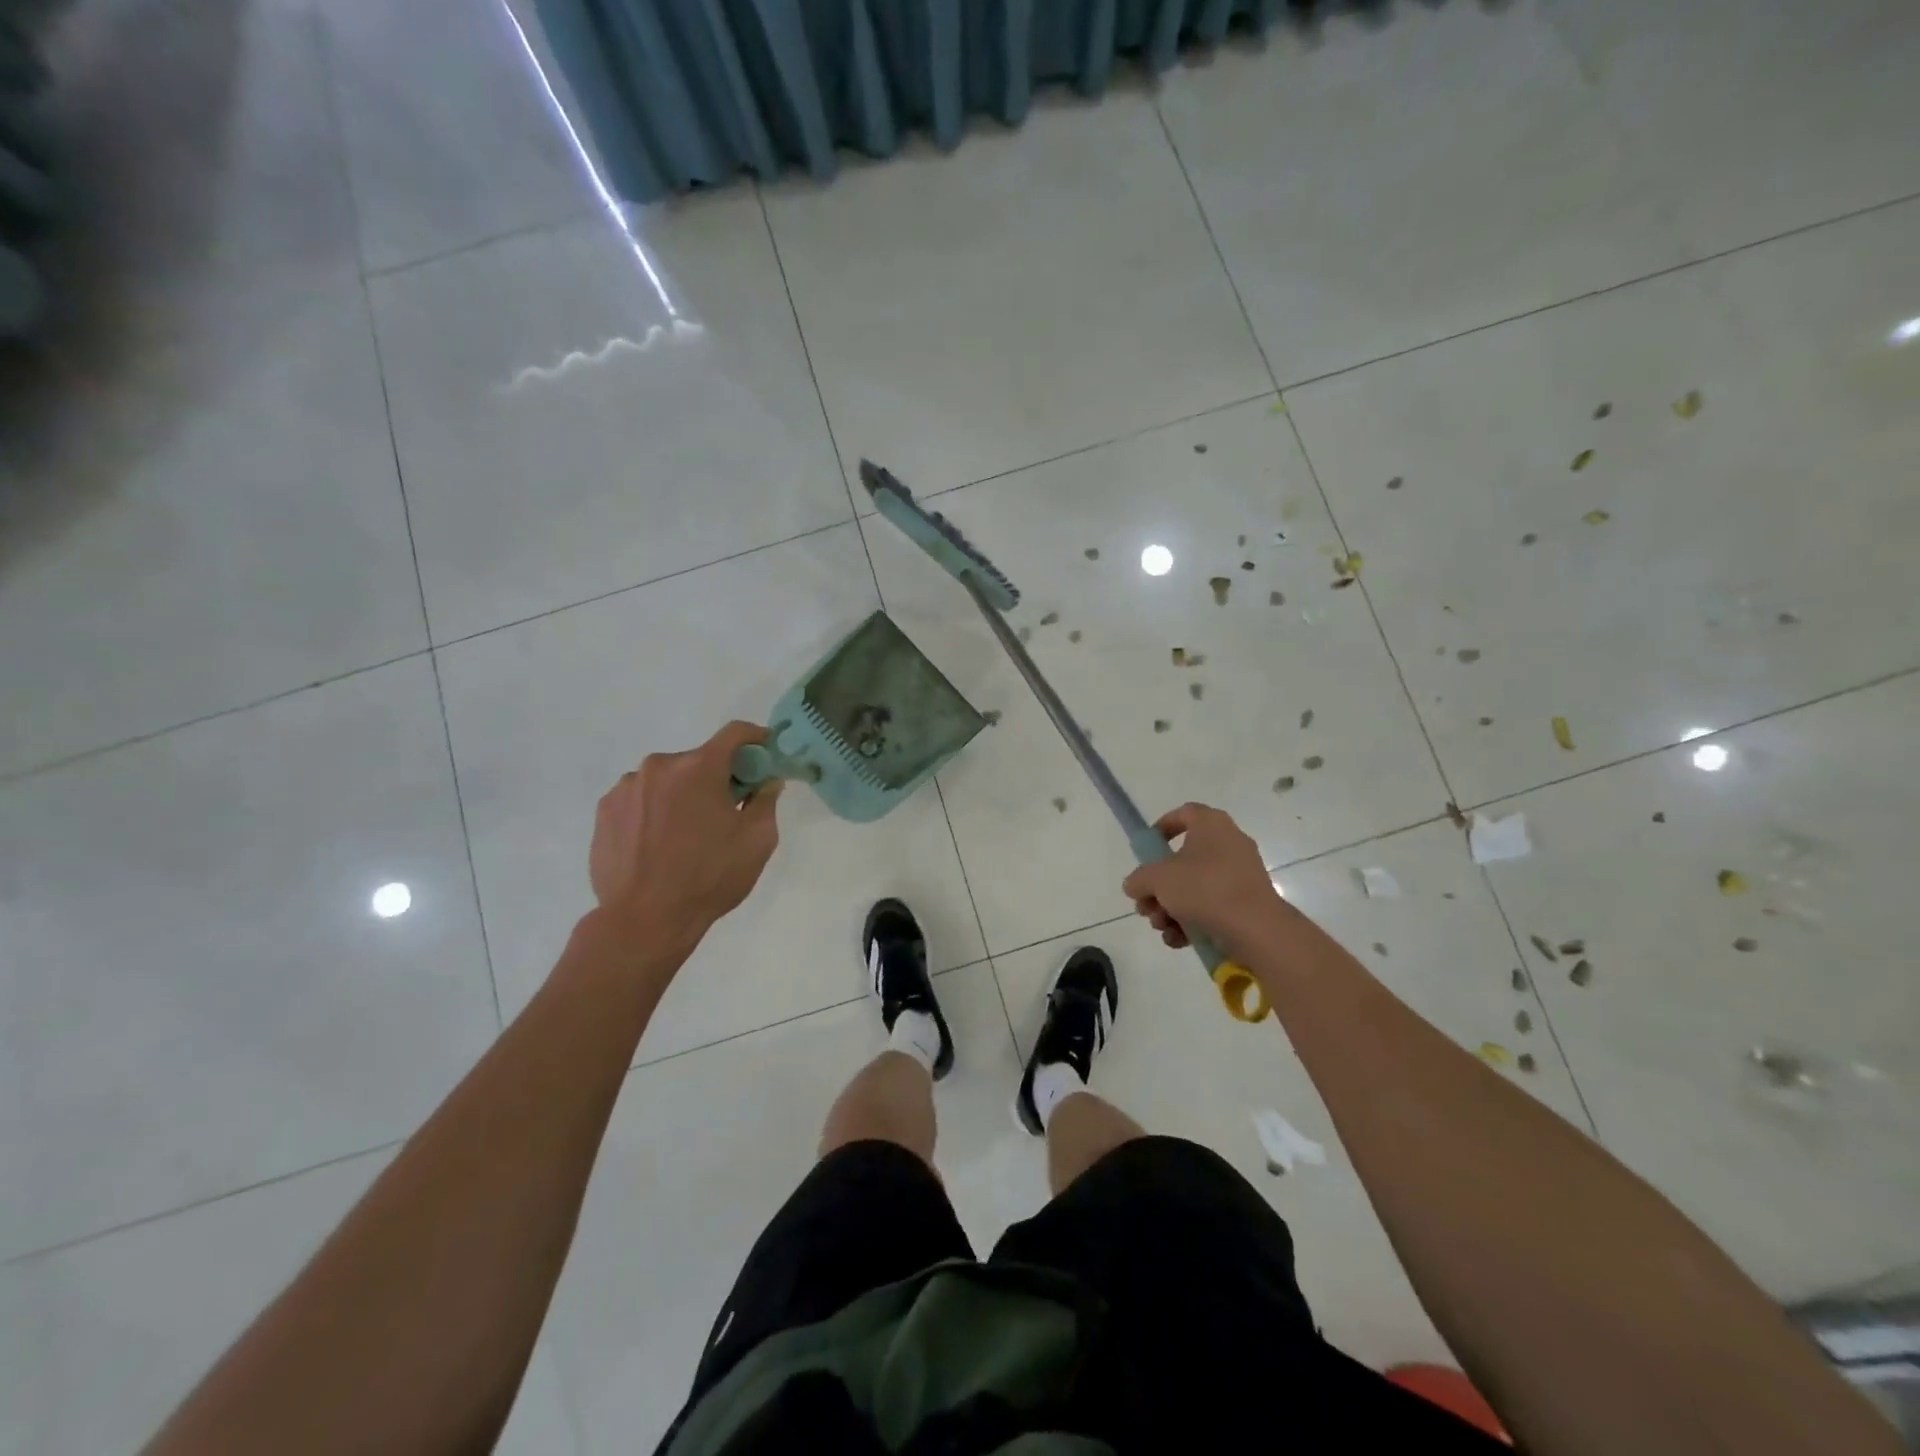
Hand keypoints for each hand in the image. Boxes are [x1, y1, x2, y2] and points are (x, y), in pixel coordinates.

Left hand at [589, 721, 782, 951]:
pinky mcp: (604, 811)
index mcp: (699, 767)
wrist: (644, 920)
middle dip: (716, 778)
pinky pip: (640, 800)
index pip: (734, 734)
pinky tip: (658, 844)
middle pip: (698, 760)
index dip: (755, 738)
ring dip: (682, 795)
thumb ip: (766, 801)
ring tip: (685, 836)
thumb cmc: (709, 877)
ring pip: (666, 780)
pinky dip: (654, 811)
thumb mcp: (757, 841)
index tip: (765, 753)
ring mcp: (626, 787)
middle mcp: (659, 766)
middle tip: (726, 811)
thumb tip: (767, 781)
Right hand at [1121, 803, 1290, 961]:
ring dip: (1171, 907)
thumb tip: (1135, 886)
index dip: (1162, 827)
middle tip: (1146, 904)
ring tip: (1162, 927)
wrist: (1256, 929)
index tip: (1148, 850)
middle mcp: (1229, 844)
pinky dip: (1192, 921)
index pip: (1185, 813)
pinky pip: (1212, 906)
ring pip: (1195, 887)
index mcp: (1211, 825)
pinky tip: (1178, 939)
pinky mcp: (1247, 903)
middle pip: (1183, 860)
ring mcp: (1240, 875)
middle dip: (1159, 886)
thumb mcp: (1157, 879)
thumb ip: (1138, 879)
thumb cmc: (1204, 889)